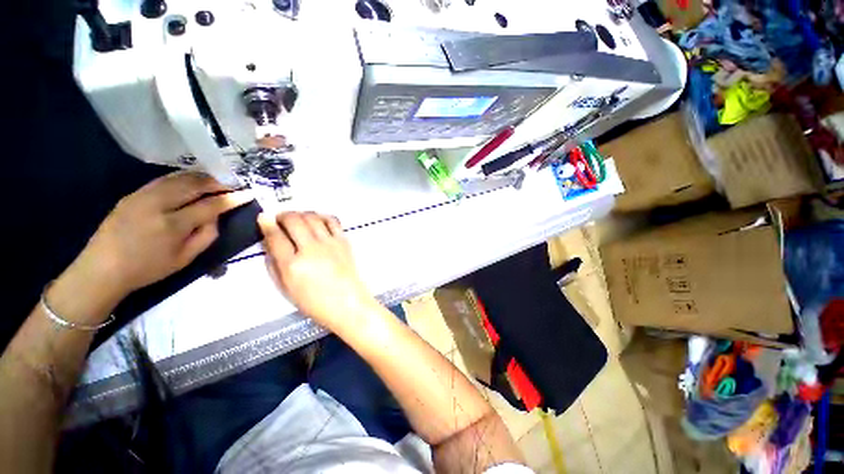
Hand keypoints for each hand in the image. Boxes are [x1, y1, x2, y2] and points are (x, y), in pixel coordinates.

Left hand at [70, 171, 251, 298]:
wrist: (102, 269)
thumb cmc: (148, 269)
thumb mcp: (185, 259)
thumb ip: (207, 236)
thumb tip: (216, 216)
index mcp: (173, 225)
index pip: (210, 205)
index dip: (232, 198)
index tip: (247, 194)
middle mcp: (158, 204)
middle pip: (194, 184)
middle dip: (217, 182)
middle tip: (231, 184)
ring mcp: (142, 196)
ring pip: (178, 178)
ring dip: (200, 177)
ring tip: (214, 181)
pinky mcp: (133, 194)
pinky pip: (163, 179)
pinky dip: (181, 178)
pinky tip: (190, 182)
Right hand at [258, 212, 376, 330]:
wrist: (348, 303)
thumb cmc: (316, 303)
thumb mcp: (286, 289)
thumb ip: (274, 266)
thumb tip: (270, 244)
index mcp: (293, 265)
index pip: (275, 236)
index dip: (266, 224)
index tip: (264, 218)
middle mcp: (311, 250)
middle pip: (294, 220)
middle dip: (283, 215)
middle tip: (280, 219)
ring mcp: (330, 244)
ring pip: (312, 217)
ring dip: (301, 214)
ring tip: (297, 219)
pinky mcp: (344, 242)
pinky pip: (332, 221)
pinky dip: (321, 216)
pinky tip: (317, 220)